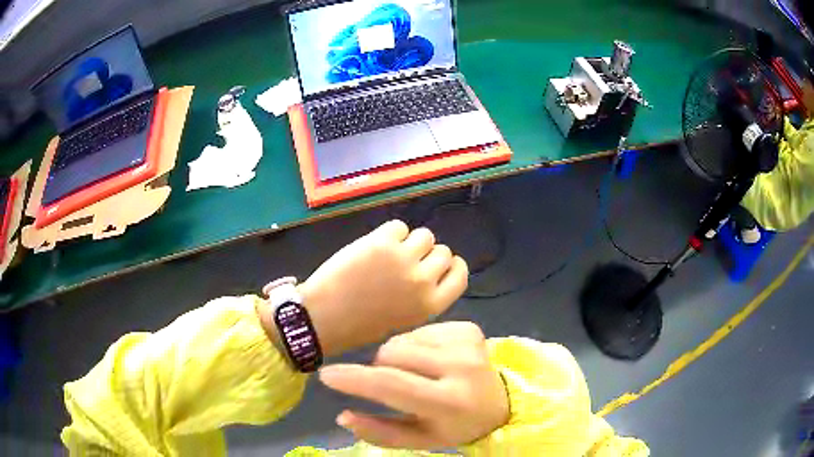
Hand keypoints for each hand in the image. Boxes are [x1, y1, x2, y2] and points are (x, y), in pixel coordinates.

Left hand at [296, 220, 467, 356]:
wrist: (324, 318)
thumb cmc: (361, 325)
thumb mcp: (405, 319)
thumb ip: (423, 296)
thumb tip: (429, 269)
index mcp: (431, 305)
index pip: (460, 276)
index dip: (454, 266)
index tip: (445, 263)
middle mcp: (423, 281)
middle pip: (443, 252)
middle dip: (428, 254)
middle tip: (408, 260)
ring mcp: (403, 259)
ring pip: (425, 235)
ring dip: (411, 241)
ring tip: (390, 252)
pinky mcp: (382, 243)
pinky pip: (398, 226)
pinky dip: (390, 234)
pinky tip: (374, 247)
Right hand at [319, 322, 509, 449]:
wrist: (499, 403)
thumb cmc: (455, 427)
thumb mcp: (419, 439)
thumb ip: (380, 432)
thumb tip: (342, 416)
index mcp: (449, 401)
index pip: (392, 385)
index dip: (355, 379)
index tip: (326, 375)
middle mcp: (461, 367)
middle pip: (391, 355)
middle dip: (378, 369)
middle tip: (392, 385)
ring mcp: (467, 343)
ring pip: (401, 340)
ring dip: (396, 357)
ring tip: (415, 374)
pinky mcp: (469, 328)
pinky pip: (419, 330)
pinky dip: (415, 346)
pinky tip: (432, 360)